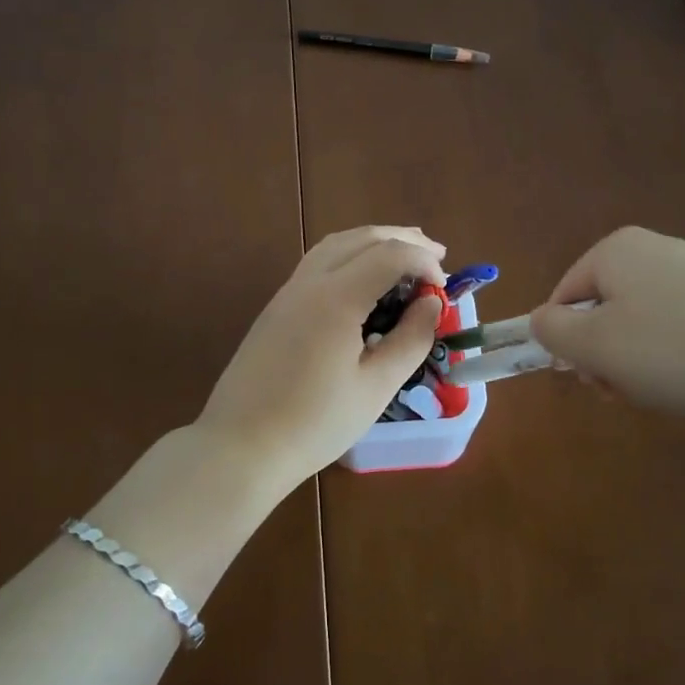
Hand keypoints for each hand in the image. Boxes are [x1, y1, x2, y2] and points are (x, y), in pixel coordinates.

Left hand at [198, 226, 445, 488]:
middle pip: (361, 238)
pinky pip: (317, 262)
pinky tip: (363, 278)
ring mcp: (287, 292)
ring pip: (335, 244)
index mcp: (336, 298)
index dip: (423, 262)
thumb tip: (432, 304)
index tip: (444, 287)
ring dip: (373, 241)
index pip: (389, 254)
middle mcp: (309, 282)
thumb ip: (410, 340)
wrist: (241, 446)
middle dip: (402, 239)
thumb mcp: (375, 387)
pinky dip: (349, 255)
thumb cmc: (314, 423)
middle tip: (437, 255)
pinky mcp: (276, 307)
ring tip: (404, 254)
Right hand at [528, 226, 684, 432]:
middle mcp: (656, 248)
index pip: (564, 297)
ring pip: (644, 323)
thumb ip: (551, 331)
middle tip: (626, 391)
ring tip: (669, 392)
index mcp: (616, 250)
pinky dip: (682, 357)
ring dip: (641, 362)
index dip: (568, 342)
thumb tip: (543, 320)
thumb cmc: (677, 352)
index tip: (590, 379)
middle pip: (605, 309)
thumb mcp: (595, 346)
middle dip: (606, 355)